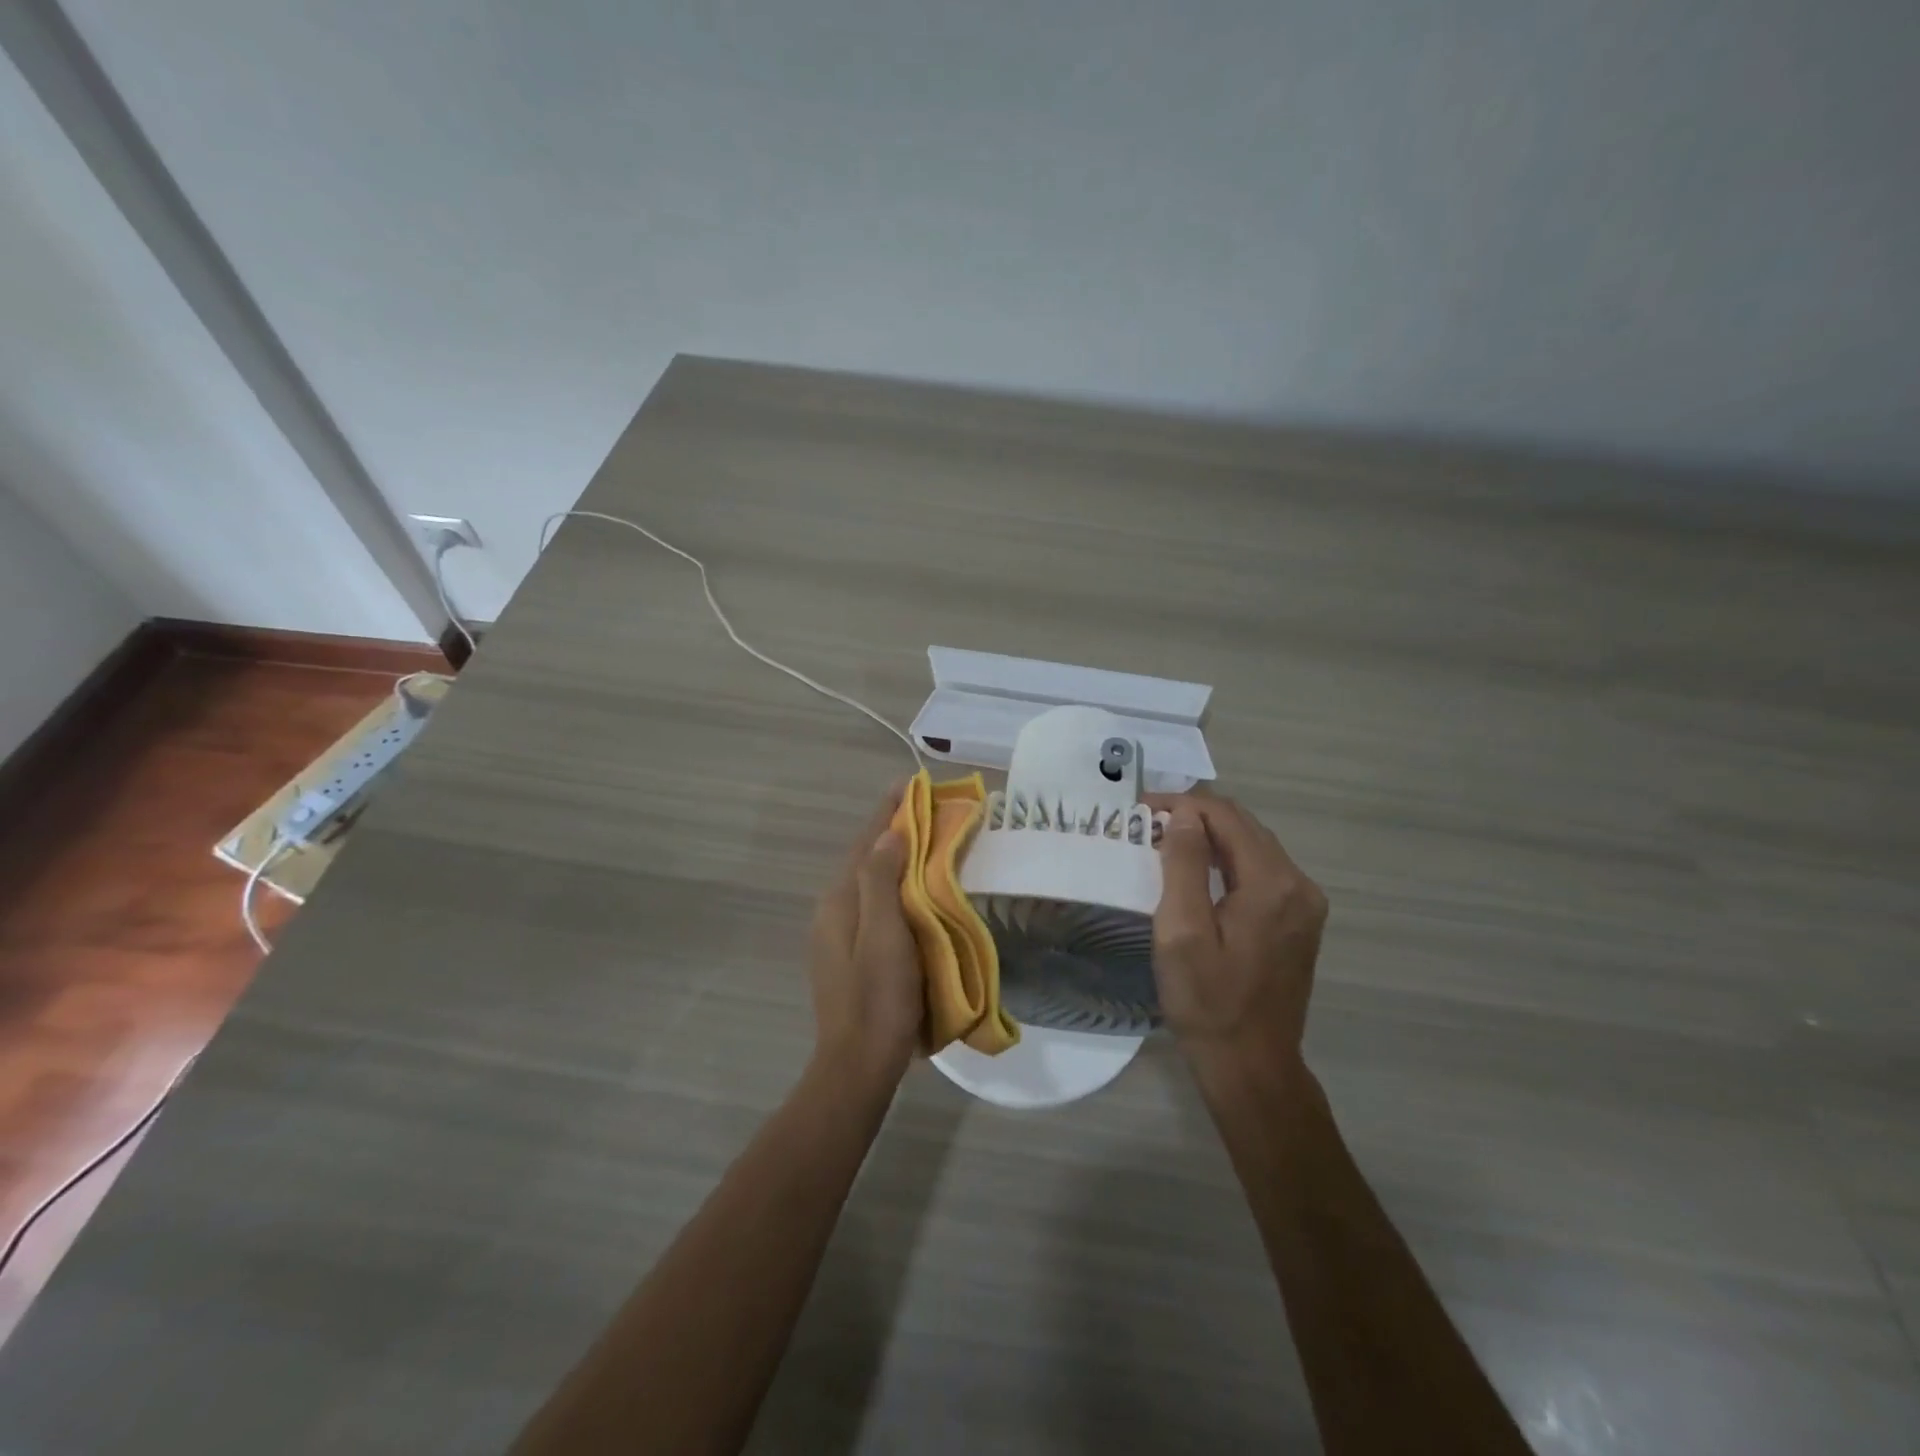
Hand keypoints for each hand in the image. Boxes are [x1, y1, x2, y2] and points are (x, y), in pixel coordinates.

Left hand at [807, 784, 923, 1089]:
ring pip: (869, 881)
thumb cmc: (878, 997)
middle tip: (928, 809)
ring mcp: (838, 932)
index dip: (888, 810)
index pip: (866, 841)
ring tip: (926, 839)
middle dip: (893, 829)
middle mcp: (833, 908)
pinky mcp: (850, 952)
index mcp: (839, 899)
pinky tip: (915, 889)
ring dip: (895, 856)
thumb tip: (890, 832)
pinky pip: (874, 902)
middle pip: (866, 857)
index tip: (910, 783)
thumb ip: (882, 880)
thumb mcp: (885, 934)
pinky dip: (894, 884)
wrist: (858, 1063)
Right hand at [1147, 793, 1327, 1076]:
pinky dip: (1227, 860)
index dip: (1182, 804)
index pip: (1226, 816)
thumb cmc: (1207, 1001)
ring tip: (1166, 841)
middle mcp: (1298, 885)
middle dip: (1195, 816)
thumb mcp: (1182, 931)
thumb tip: (1184, 814)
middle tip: (1148, 823)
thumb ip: (1183, 865)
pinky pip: (1261, 872)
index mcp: (1271, 883)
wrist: (1251, 1066)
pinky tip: (1199, 871)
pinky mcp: (1299, 922)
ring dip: (1211, 837)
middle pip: (1244, 827)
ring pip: (1254, 847)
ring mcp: (1304, 904)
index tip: (1141, 811)